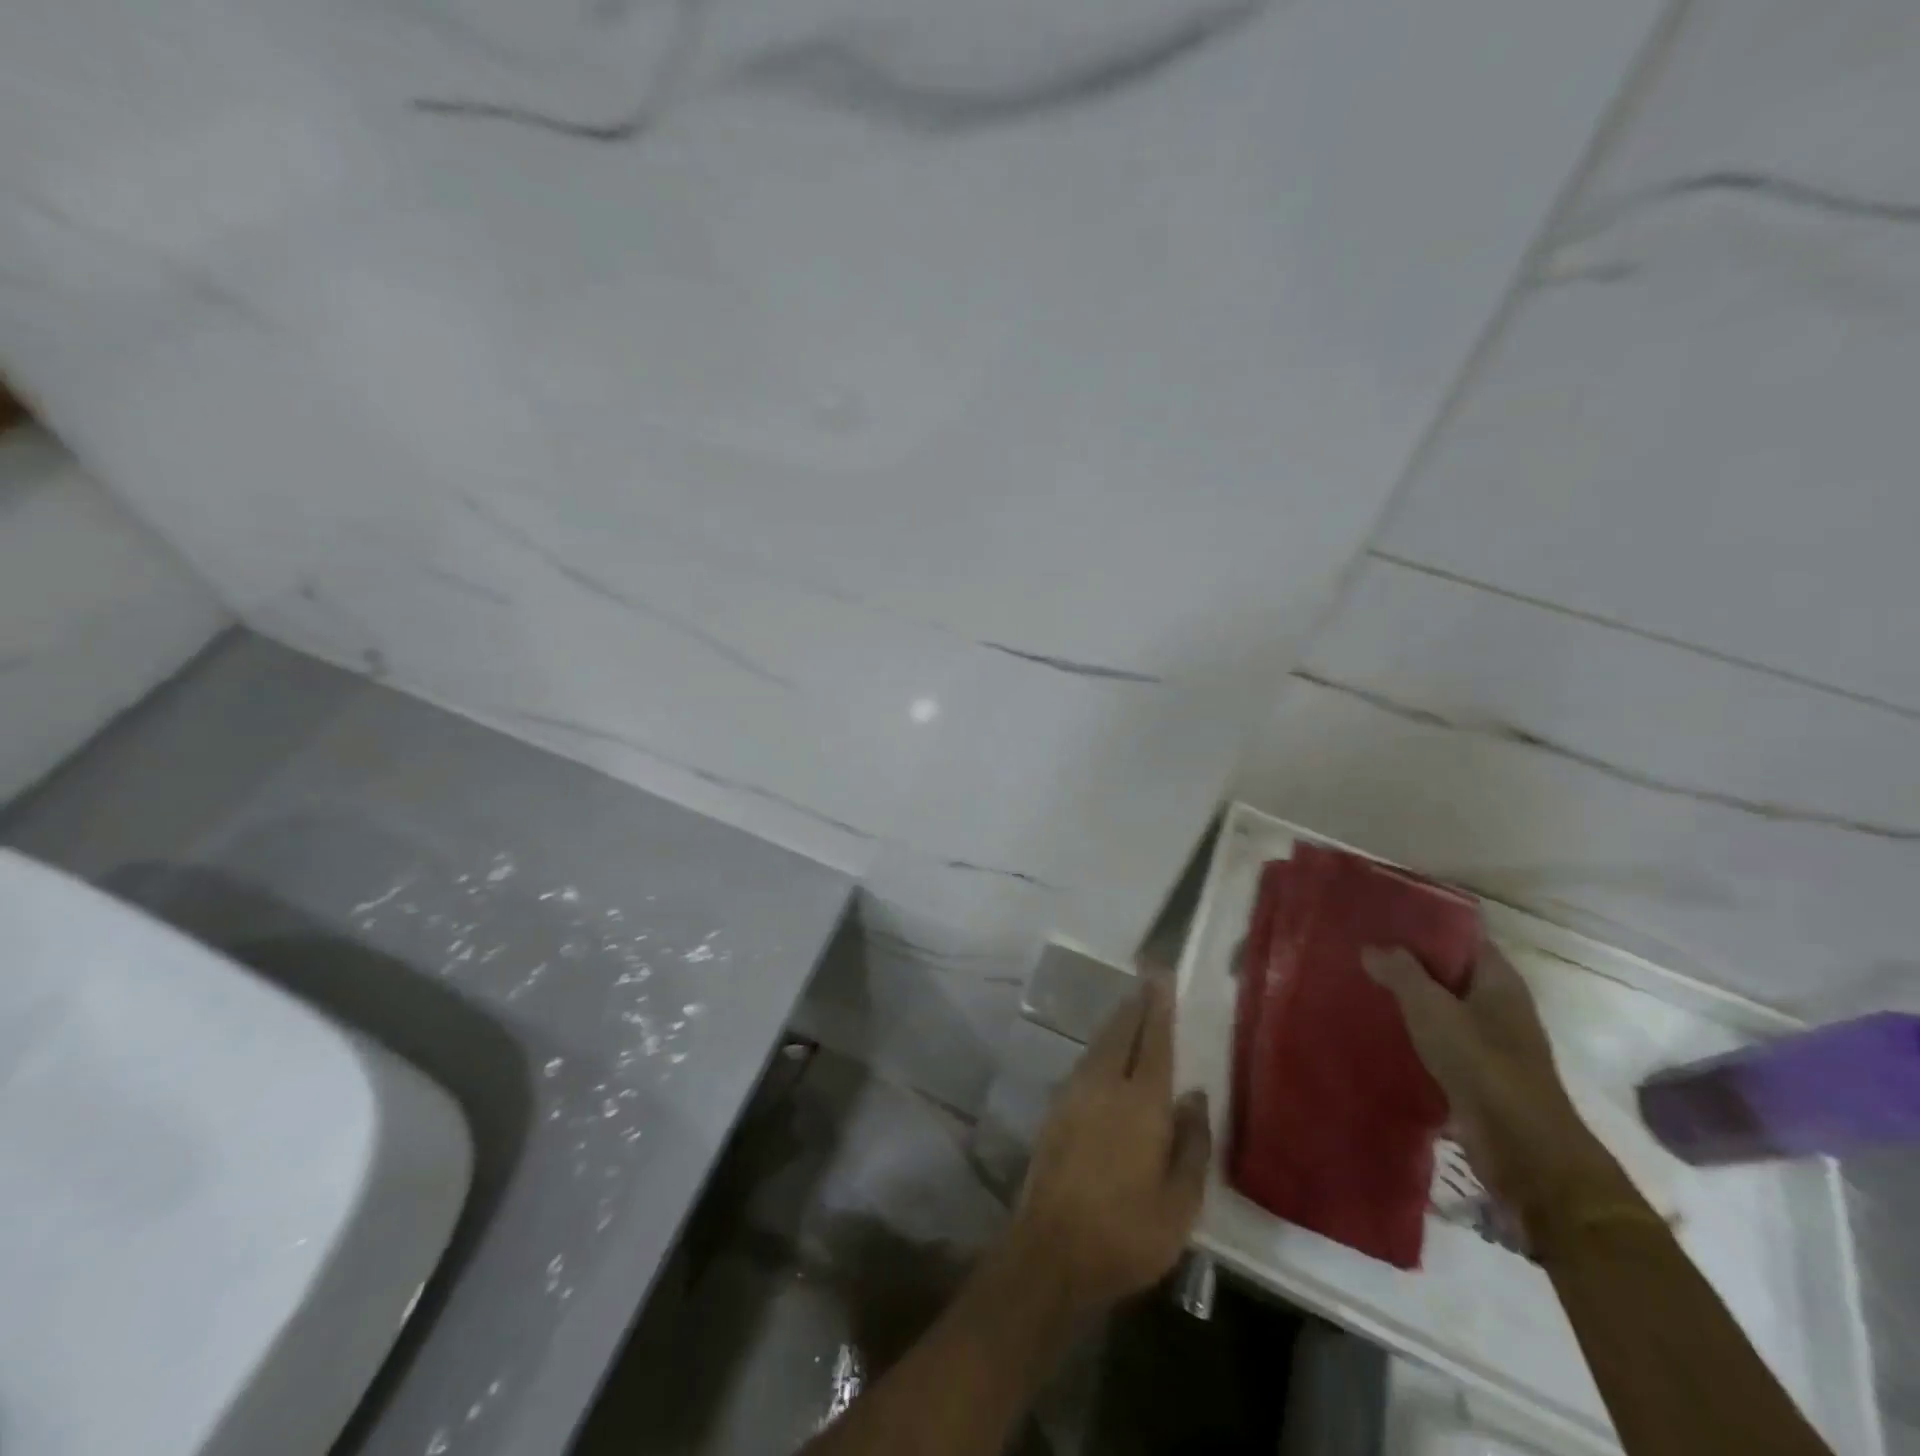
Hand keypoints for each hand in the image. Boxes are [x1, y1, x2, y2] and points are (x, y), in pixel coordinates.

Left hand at [1009, 979, 1211, 1317]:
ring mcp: (1074, 1094)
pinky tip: (1105, 1055)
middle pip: (1121, 1032)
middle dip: (1136, 1005)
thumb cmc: (1126, 1233)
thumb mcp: (1180, 1203)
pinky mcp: (1055, 1109)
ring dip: (1116, 1023)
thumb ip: (1191, 1144)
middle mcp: (1104, 1085)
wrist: (1051, 1249)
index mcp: (1141, 1103)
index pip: (1154, 1042)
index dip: (1159, 1008)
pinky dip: (1101, 1048)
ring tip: (1130, 1010)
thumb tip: (1195, 1096)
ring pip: (1099, 1045)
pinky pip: (1084, 1063)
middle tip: (1147, 982)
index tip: (1161, 978)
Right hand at [1362, 941, 1611, 1223]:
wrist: (1523, 1148)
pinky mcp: (1478, 1073)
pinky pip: (1441, 1039)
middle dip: (1411, 962)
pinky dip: (1416, 1032)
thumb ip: (1400, 973)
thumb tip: (1370, 947)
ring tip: (1364, 985)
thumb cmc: (1481, 1063)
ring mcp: (1492, 1041)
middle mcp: (1500, 1005)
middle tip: (1363, 949)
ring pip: (1444, 1006)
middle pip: (1451, 971)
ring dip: (1411, 999)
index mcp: (1499, 980)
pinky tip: (1382, 1029)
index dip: (1427, 926)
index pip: (1463, 937)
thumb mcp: (1431, 1008)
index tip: (1384, 918)